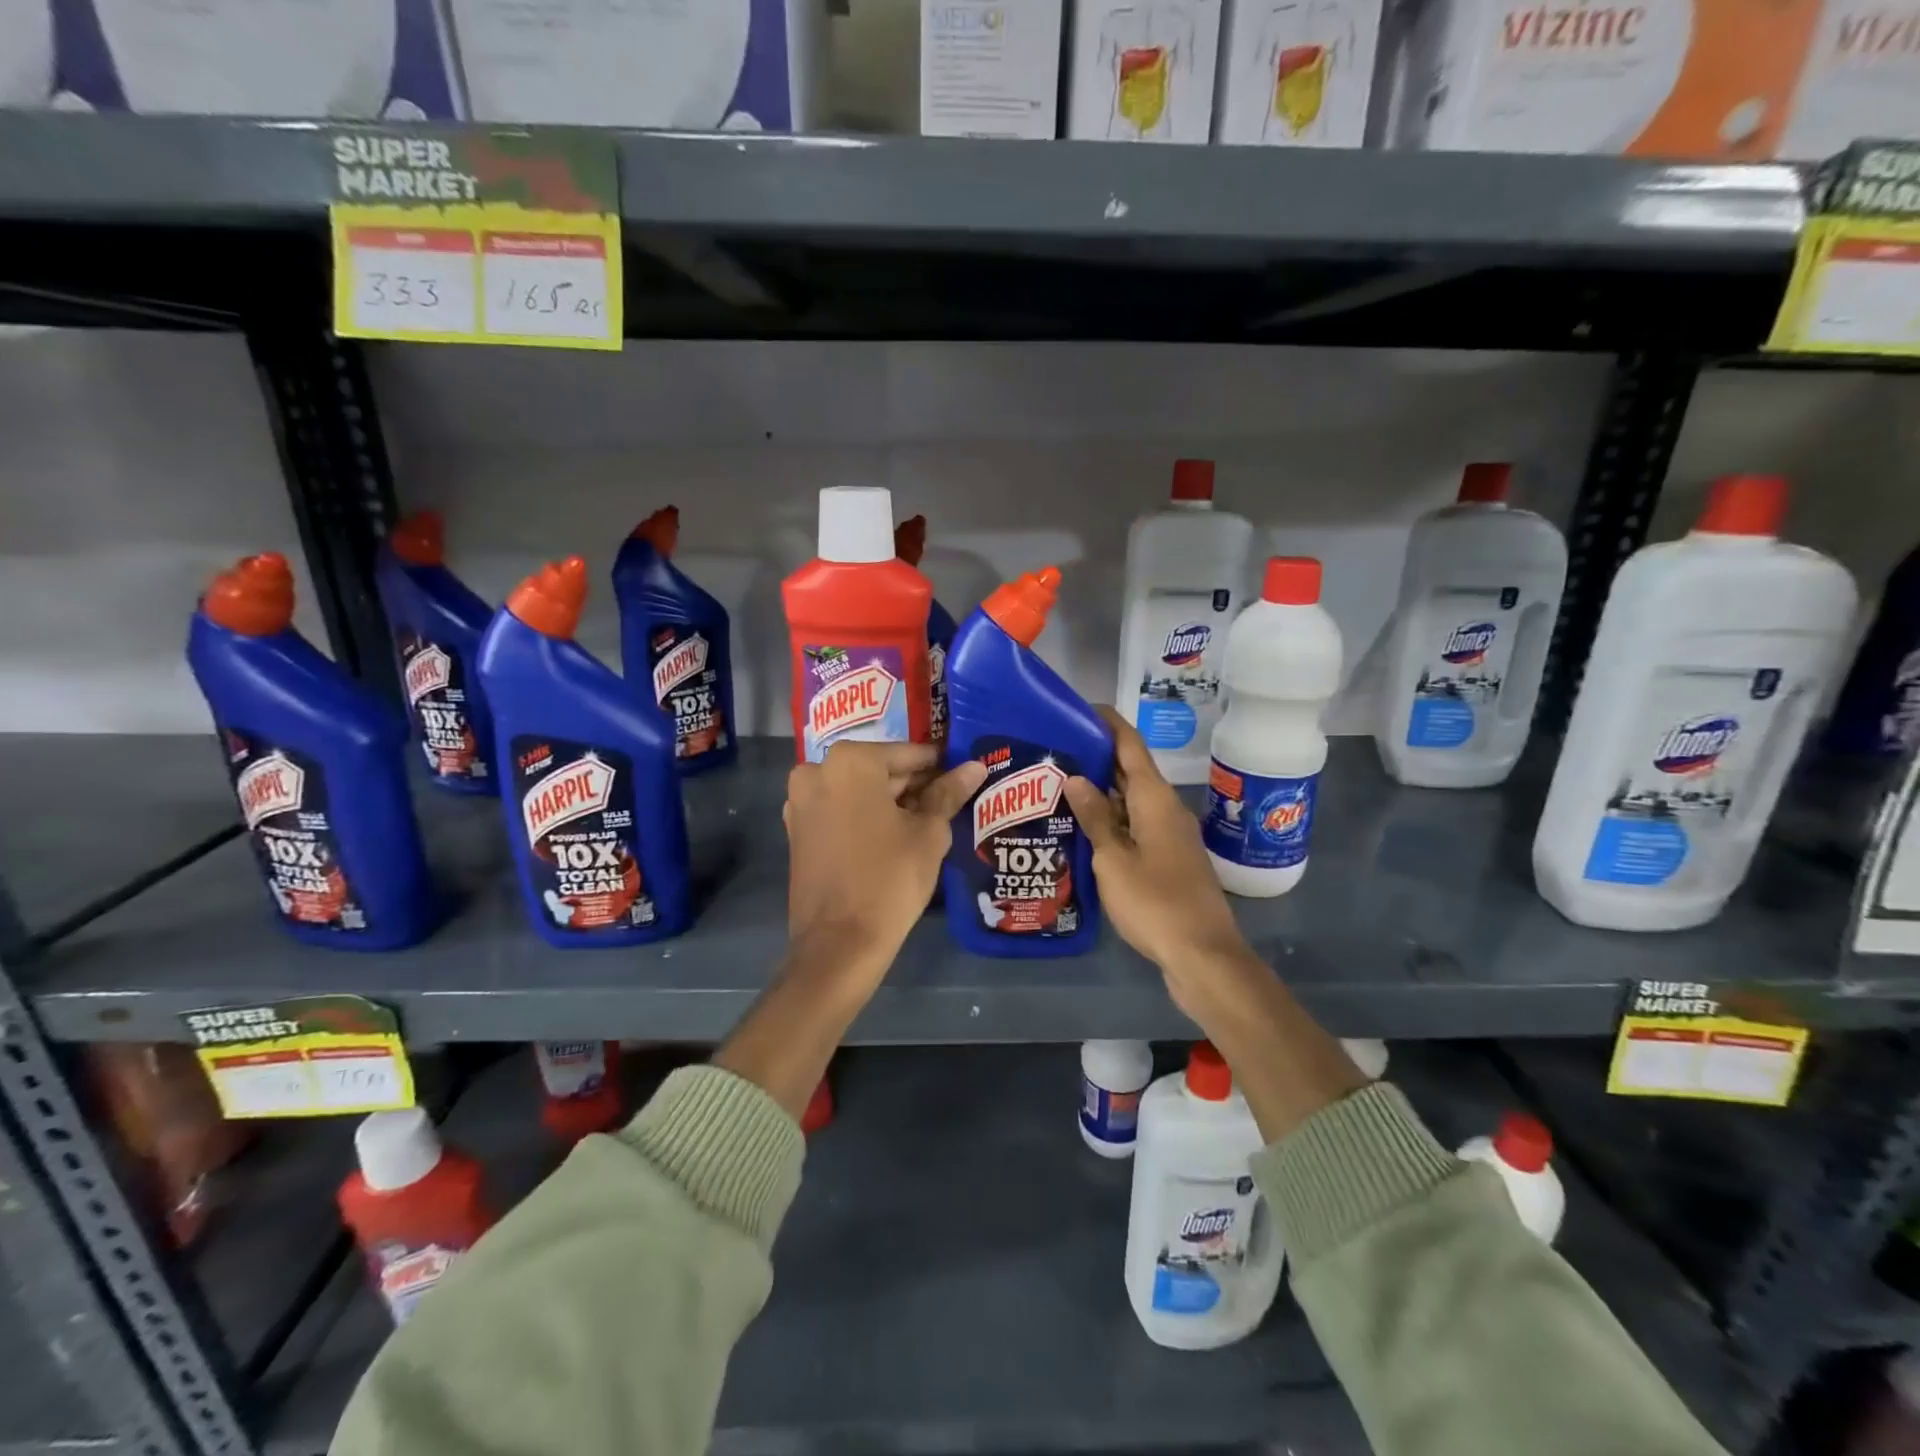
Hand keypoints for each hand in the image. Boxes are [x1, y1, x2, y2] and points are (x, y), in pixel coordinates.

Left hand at [784, 741, 985, 974]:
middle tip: (950, 803)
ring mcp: (801, 802)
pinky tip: (895, 838)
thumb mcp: (928, 833)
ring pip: (859, 791)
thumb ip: (949, 793)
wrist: (839, 943)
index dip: (940, 767)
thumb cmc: (890, 878)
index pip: (909, 755)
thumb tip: (975, 767)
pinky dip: (866, 817)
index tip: (963, 777)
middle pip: (880, 770)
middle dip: (914, 786)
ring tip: (929, 824)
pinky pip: (840, 811)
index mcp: (850, 762)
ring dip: (891, 803)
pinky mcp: (797, 830)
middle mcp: (817, 771)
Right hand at [1062, 708, 1251, 1019]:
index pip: (1129, 744)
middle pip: (1129, 770)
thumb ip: (1095, 817)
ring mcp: (1168, 834)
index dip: (1105, 722)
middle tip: (1052, 750)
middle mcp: (1165, 808)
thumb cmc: (1155, 901)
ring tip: (1057, 785)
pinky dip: (1110, 819)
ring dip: (1100, 790)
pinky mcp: (1167, 858)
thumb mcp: (1114, 859)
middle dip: (1095, 756)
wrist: (1201, 954)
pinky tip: (1082, 828)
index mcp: (1154, 798)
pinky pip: (1134, 825)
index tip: (1075, 708)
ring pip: (1130, 800)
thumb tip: (1076, 777)